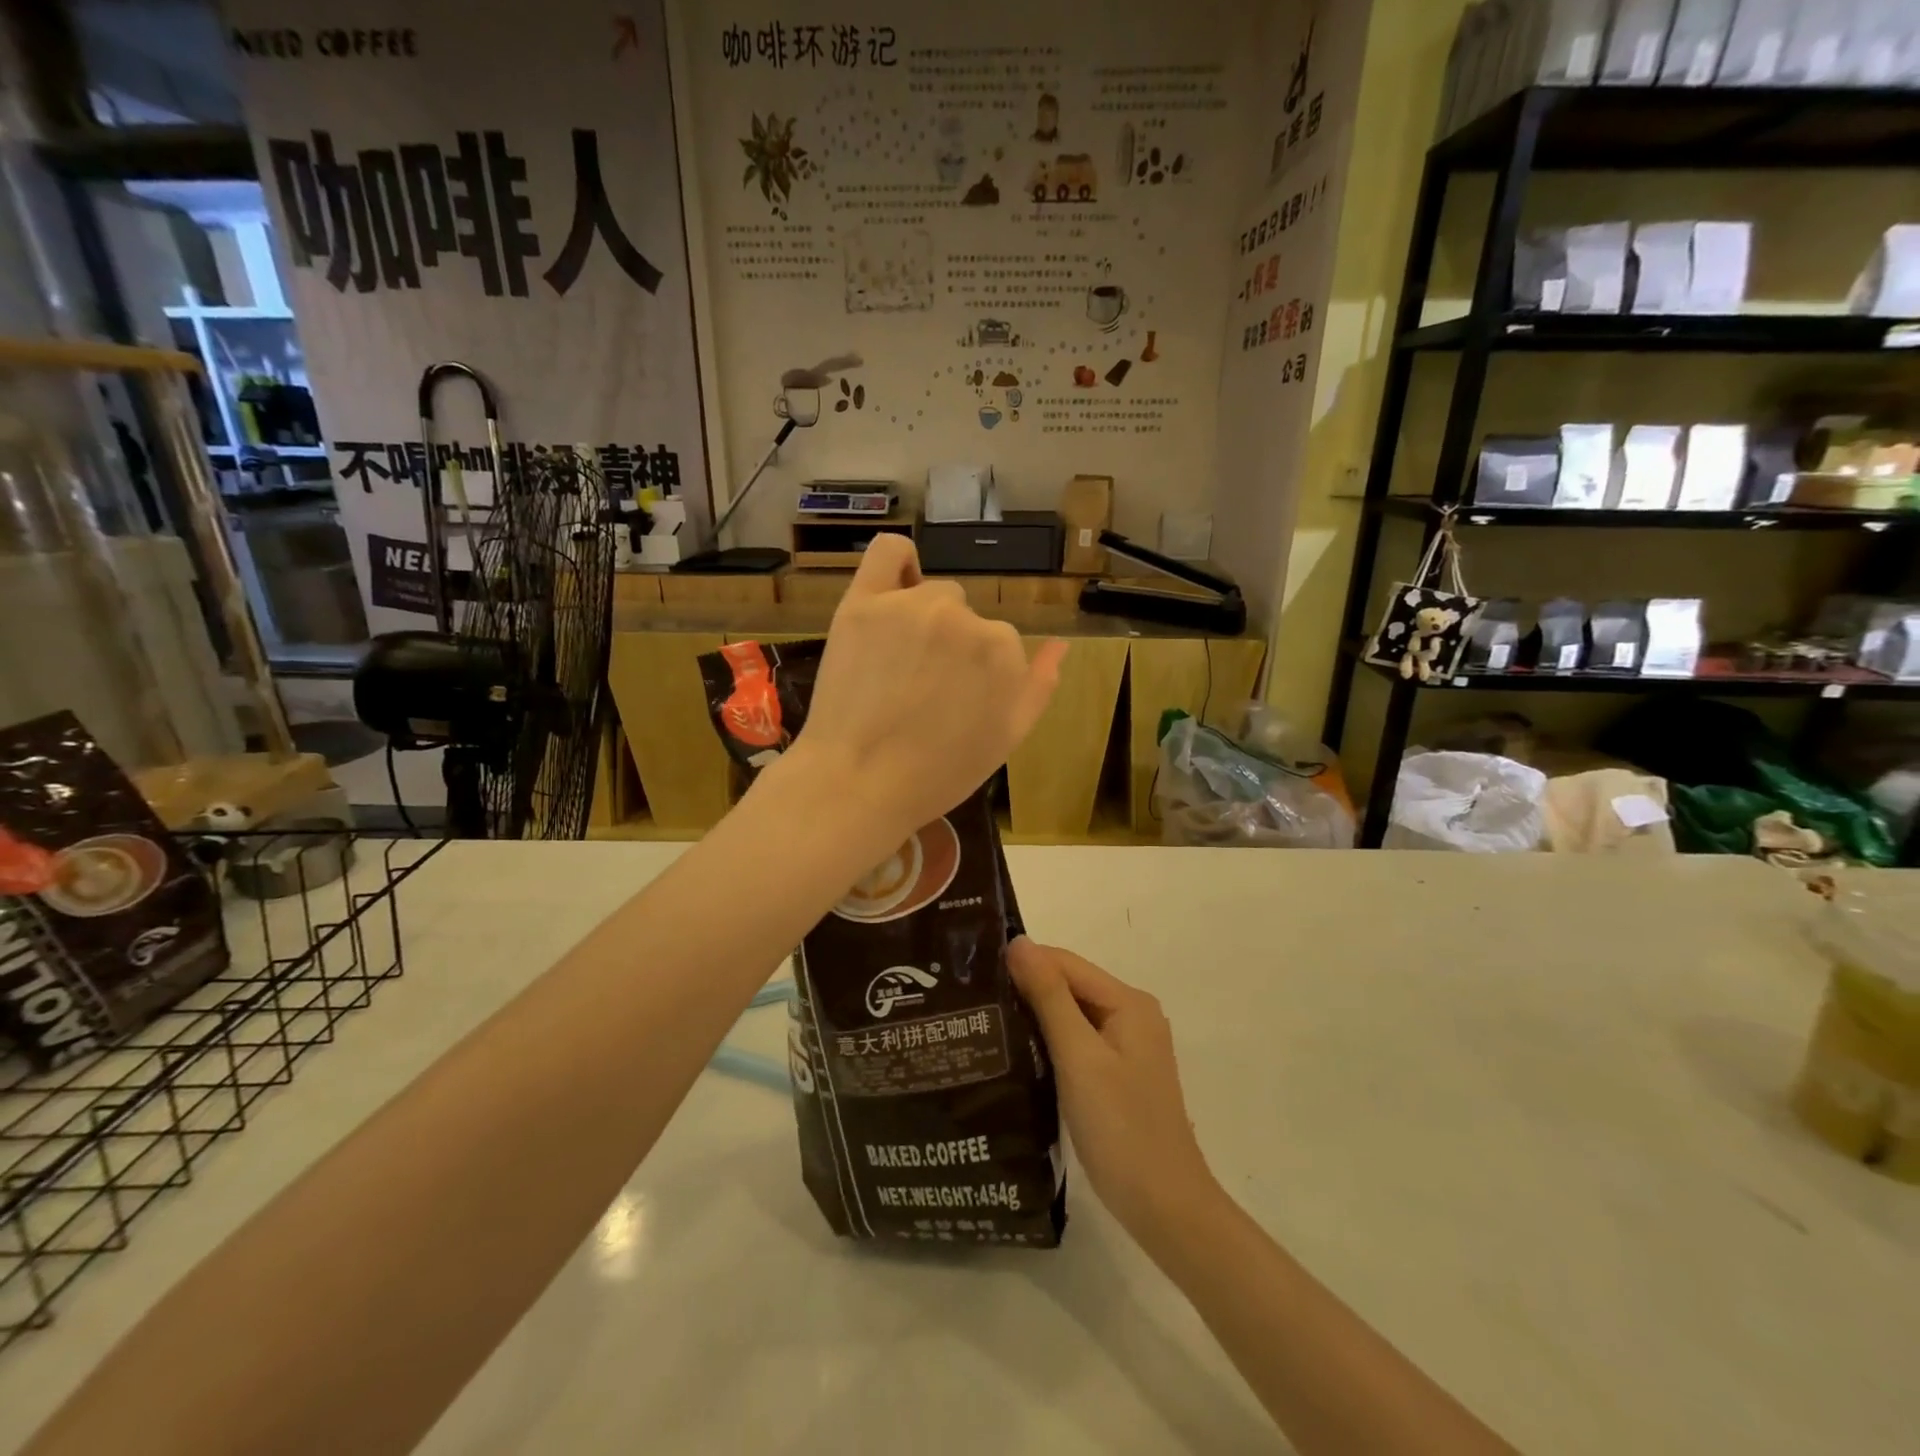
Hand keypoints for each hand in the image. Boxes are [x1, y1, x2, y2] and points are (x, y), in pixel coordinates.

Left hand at [791, 536, 1065, 842]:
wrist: (857, 785)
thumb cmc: (938, 773)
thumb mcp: (1007, 738)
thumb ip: (1039, 685)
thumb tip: (1061, 645)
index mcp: (1002, 651)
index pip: (998, 646)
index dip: (976, 677)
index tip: (954, 704)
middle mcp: (962, 618)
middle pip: (966, 618)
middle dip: (952, 648)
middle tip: (922, 690)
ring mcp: (909, 605)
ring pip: (931, 595)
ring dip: (924, 620)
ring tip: (897, 666)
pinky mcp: (862, 603)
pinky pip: (888, 552)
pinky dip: (900, 560)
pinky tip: (898, 583)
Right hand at [1007, 939, 1220, 1252]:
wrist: (1164, 1208)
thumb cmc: (1120, 1128)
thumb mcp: (1079, 1056)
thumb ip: (1049, 996)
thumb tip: (1019, 943)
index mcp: (1129, 1002)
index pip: (1066, 963)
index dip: (1024, 963)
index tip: (976, 973)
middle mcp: (1132, 1014)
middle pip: (1070, 986)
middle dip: (1028, 988)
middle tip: (974, 999)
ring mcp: (1128, 1046)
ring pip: (1072, 1014)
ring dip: (1035, 1015)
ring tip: (986, 1021)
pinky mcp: (1118, 1073)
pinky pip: (1078, 1041)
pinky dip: (1050, 1041)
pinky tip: (1018, 1052)